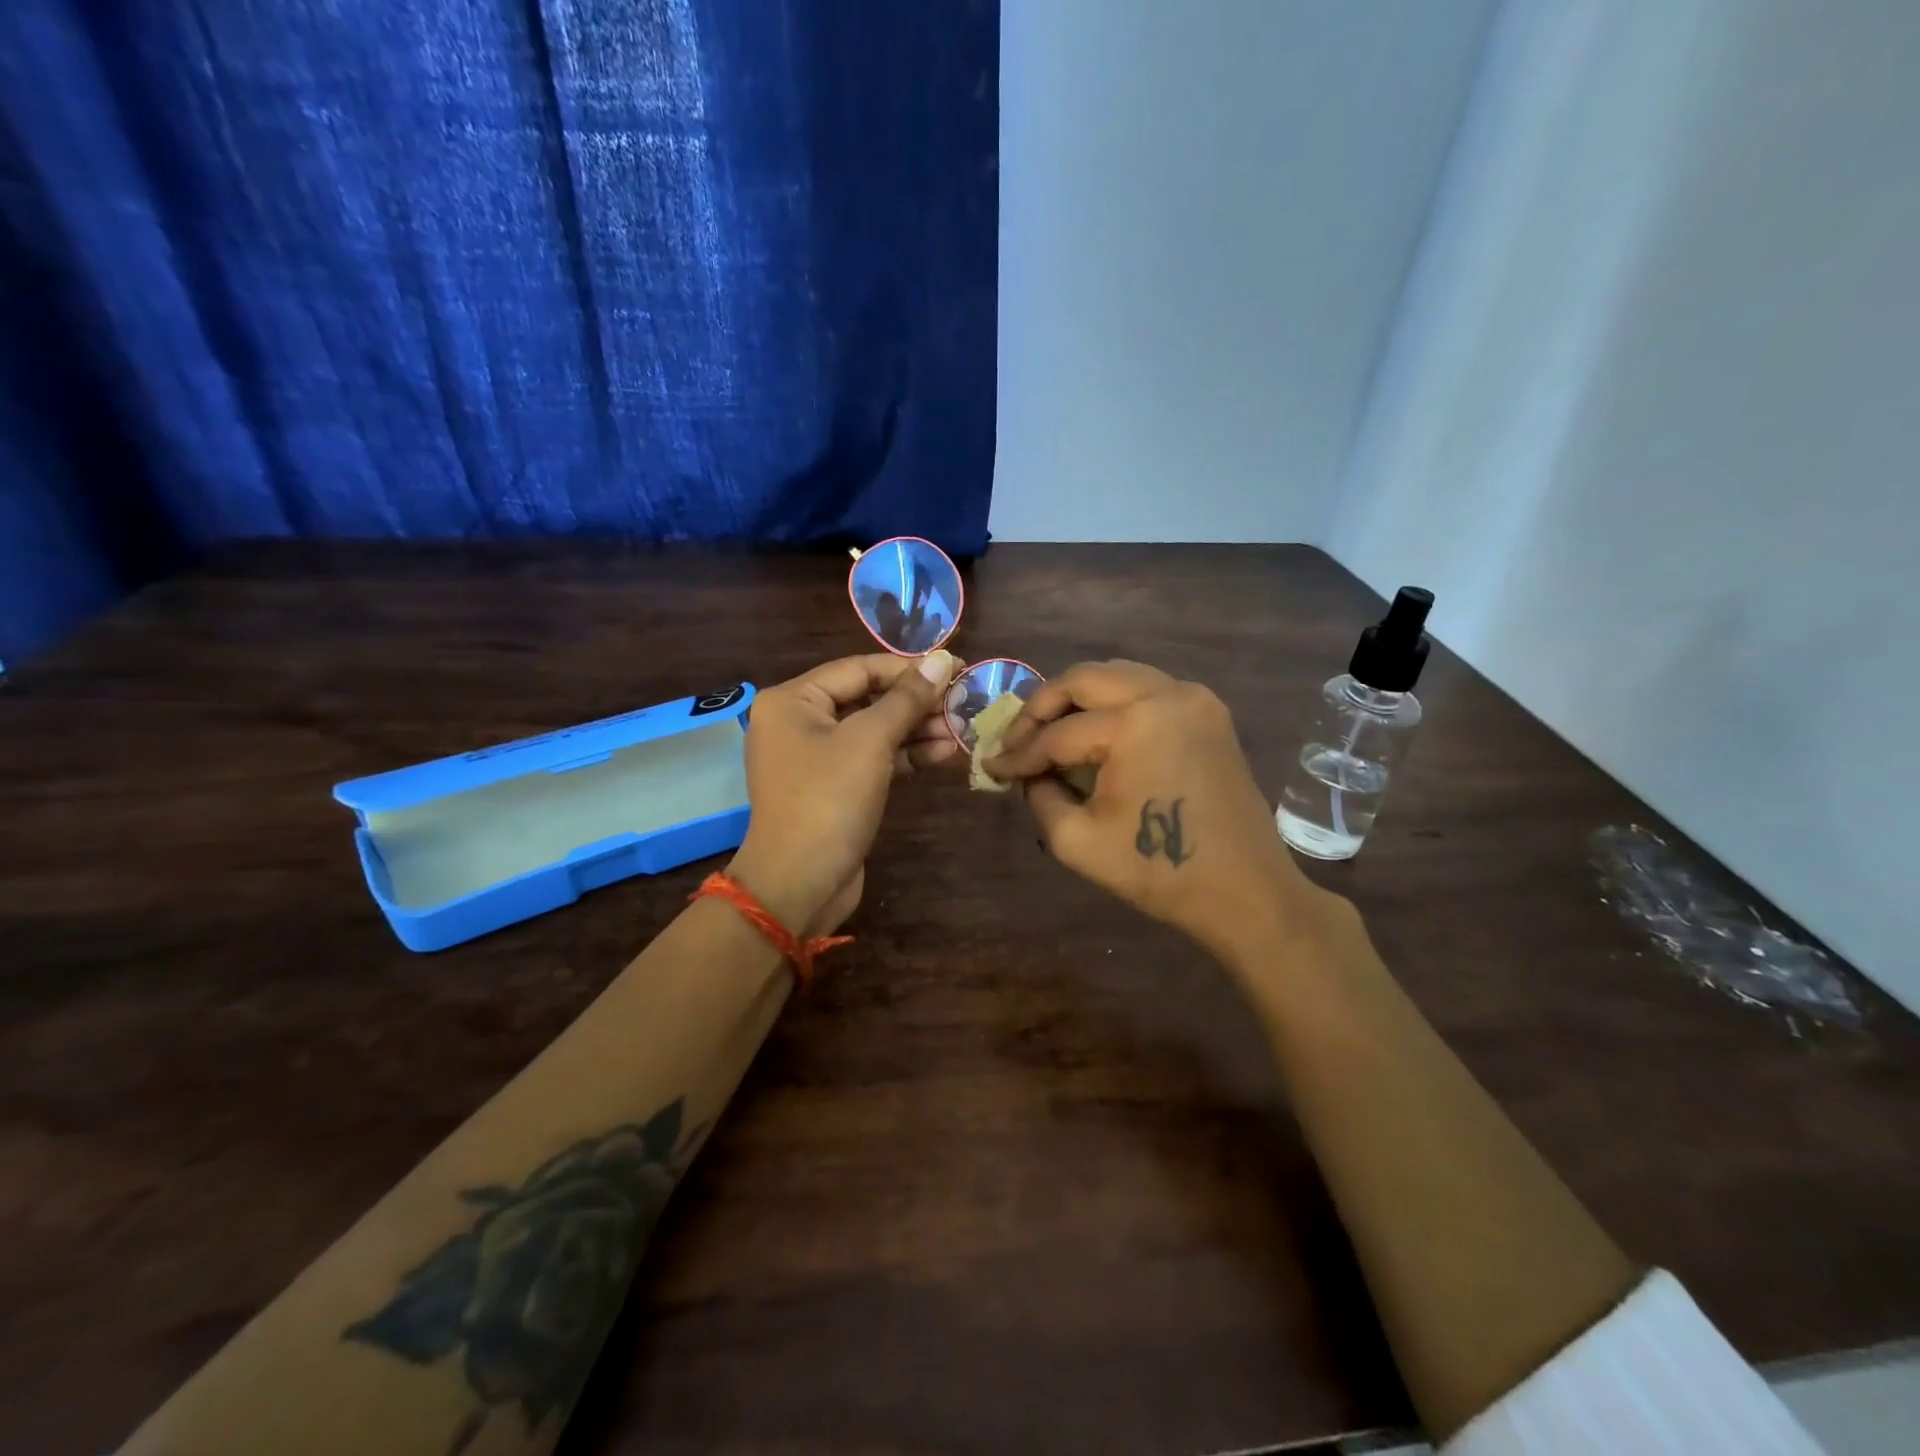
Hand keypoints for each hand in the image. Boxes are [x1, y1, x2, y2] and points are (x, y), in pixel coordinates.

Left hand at [728, 652, 958, 935]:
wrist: (799, 884)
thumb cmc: (829, 800)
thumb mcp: (870, 742)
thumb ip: (907, 698)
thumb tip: (943, 659)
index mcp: (793, 700)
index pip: (860, 669)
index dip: (910, 668)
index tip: (957, 668)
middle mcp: (798, 722)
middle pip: (867, 699)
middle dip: (916, 703)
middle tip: (964, 703)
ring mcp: (815, 757)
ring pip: (873, 731)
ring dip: (917, 730)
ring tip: (961, 729)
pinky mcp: (833, 787)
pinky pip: (872, 759)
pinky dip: (904, 756)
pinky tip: (944, 752)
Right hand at [985, 661, 1324, 960]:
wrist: (1245, 891)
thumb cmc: (1159, 872)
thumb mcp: (1076, 841)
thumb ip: (1039, 796)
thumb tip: (1031, 773)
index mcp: (1135, 724)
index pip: (1058, 733)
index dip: (1019, 753)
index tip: (991, 767)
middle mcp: (1166, 694)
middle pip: (1084, 679)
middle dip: (1042, 706)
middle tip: (1017, 738)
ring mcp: (1193, 698)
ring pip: (1117, 675)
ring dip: (1077, 698)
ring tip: (1050, 732)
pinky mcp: (1209, 712)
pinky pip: (1146, 688)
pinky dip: (1113, 702)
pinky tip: (1095, 732)